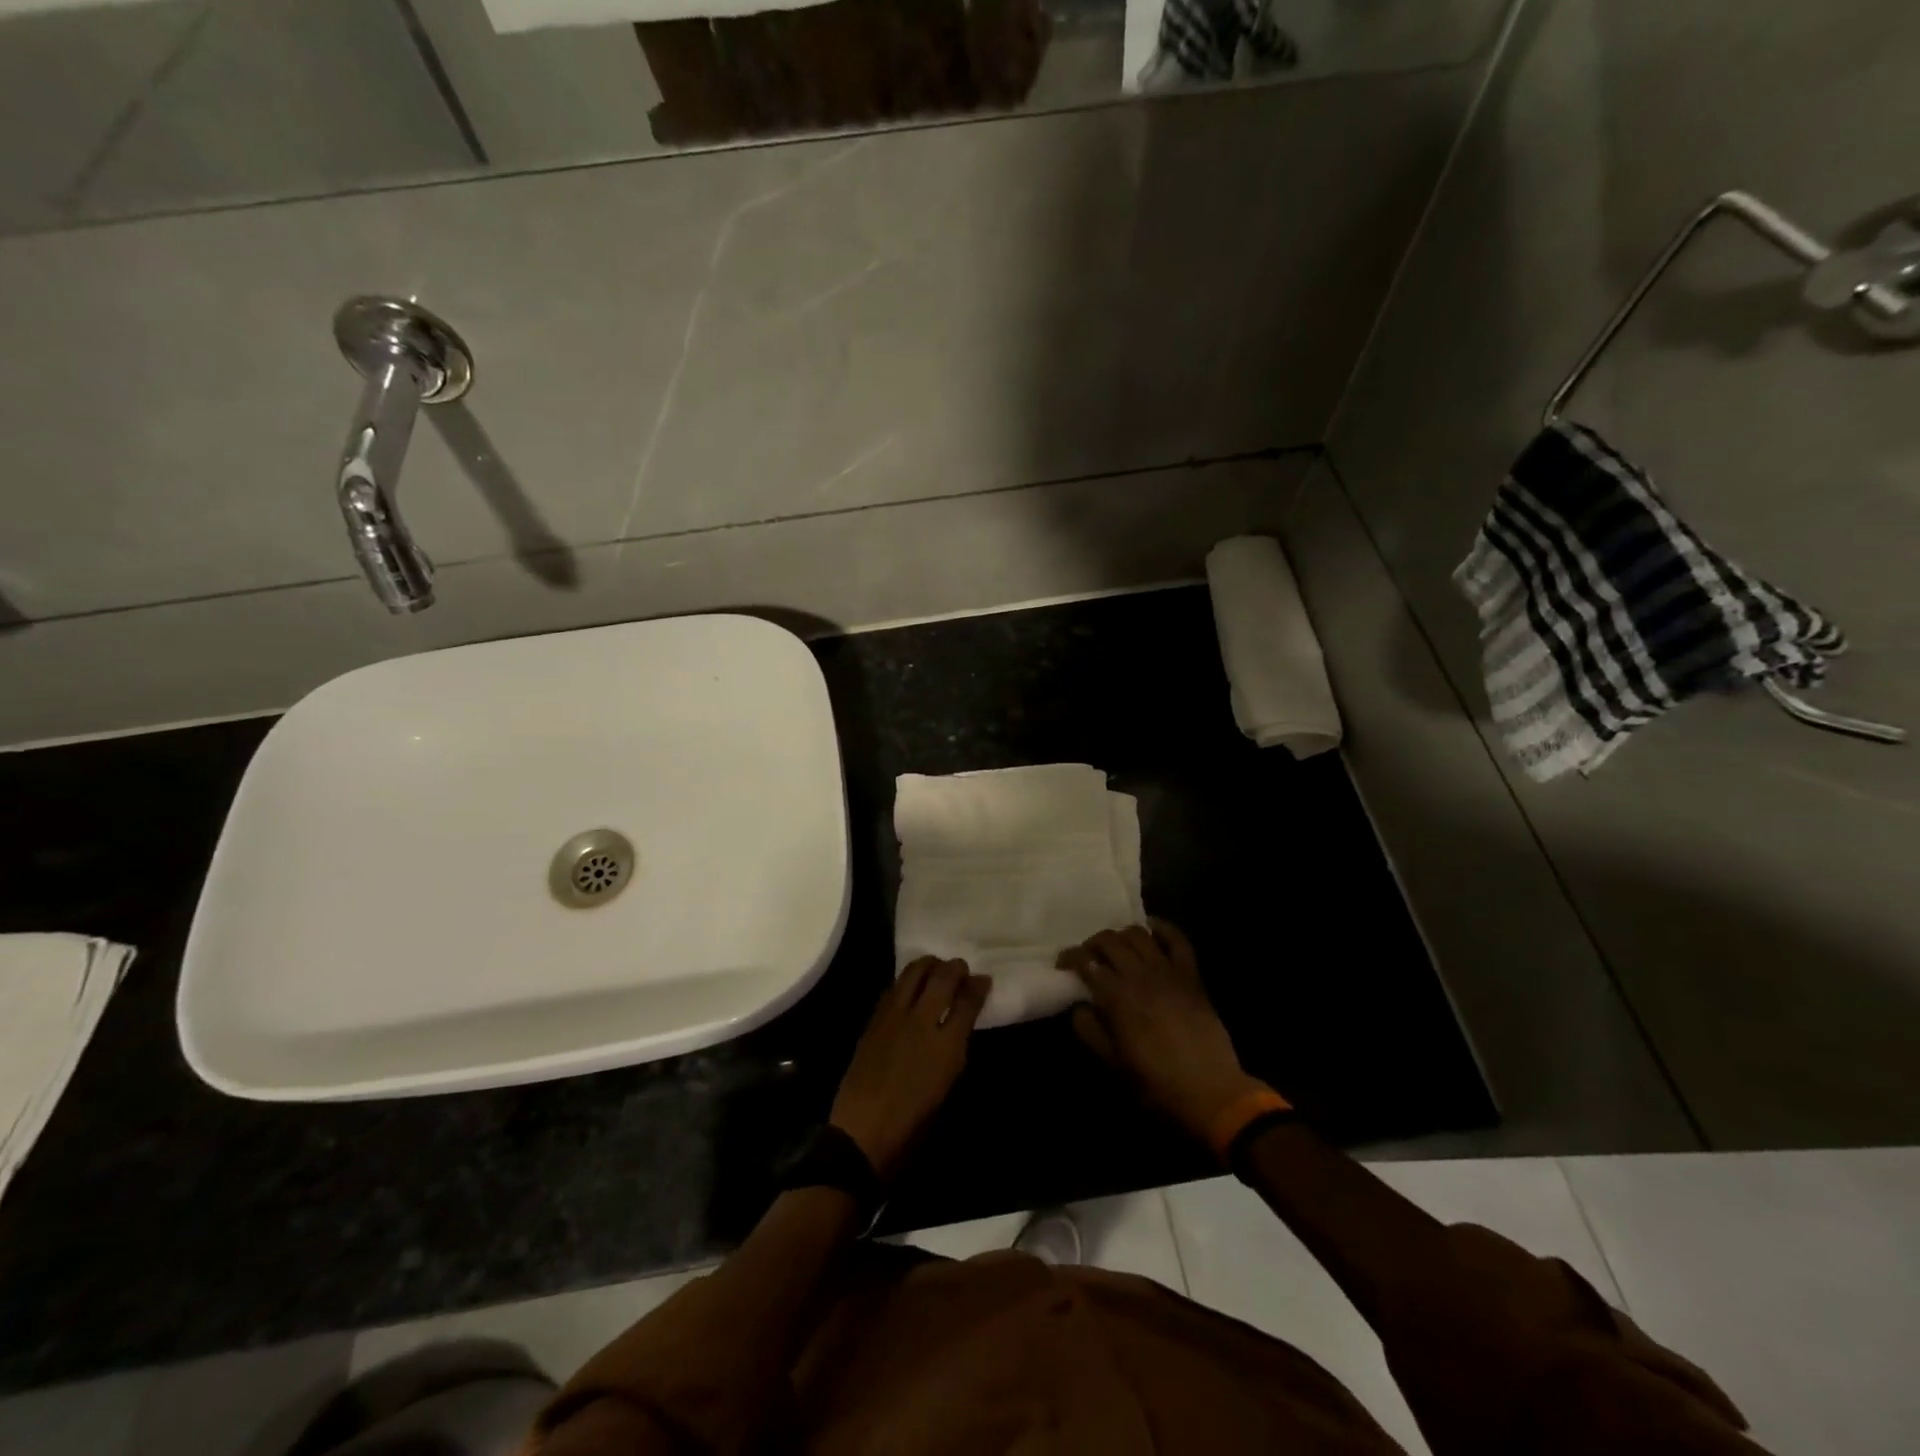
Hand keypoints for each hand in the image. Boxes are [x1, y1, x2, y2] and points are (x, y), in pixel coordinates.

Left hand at [830, 958, 991, 1181]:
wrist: (863, 1132)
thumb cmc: (913, 1123)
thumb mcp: (946, 1086)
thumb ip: (955, 1048)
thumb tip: (960, 1022)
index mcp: (947, 1046)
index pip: (968, 1002)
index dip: (978, 986)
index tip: (983, 979)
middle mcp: (922, 1022)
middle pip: (942, 978)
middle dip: (955, 967)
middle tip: (960, 968)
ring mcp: (894, 1017)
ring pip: (913, 973)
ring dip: (928, 965)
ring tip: (935, 968)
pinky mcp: (873, 1020)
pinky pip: (893, 988)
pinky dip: (906, 981)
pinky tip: (910, 987)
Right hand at [1059, 921, 1266, 1141]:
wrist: (1211, 1092)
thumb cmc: (1156, 1083)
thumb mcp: (1113, 1064)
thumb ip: (1090, 1031)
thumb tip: (1079, 1006)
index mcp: (1118, 997)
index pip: (1086, 962)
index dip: (1070, 957)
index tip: (1062, 963)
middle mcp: (1141, 975)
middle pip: (1110, 941)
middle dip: (1092, 943)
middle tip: (1087, 956)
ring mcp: (1169, 972)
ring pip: (1139, 934)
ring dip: (1121, 934)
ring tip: (1116, 947)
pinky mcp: (1191, 976)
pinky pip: (1178, 941)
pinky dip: (1163, 929)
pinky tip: (1151, 929)